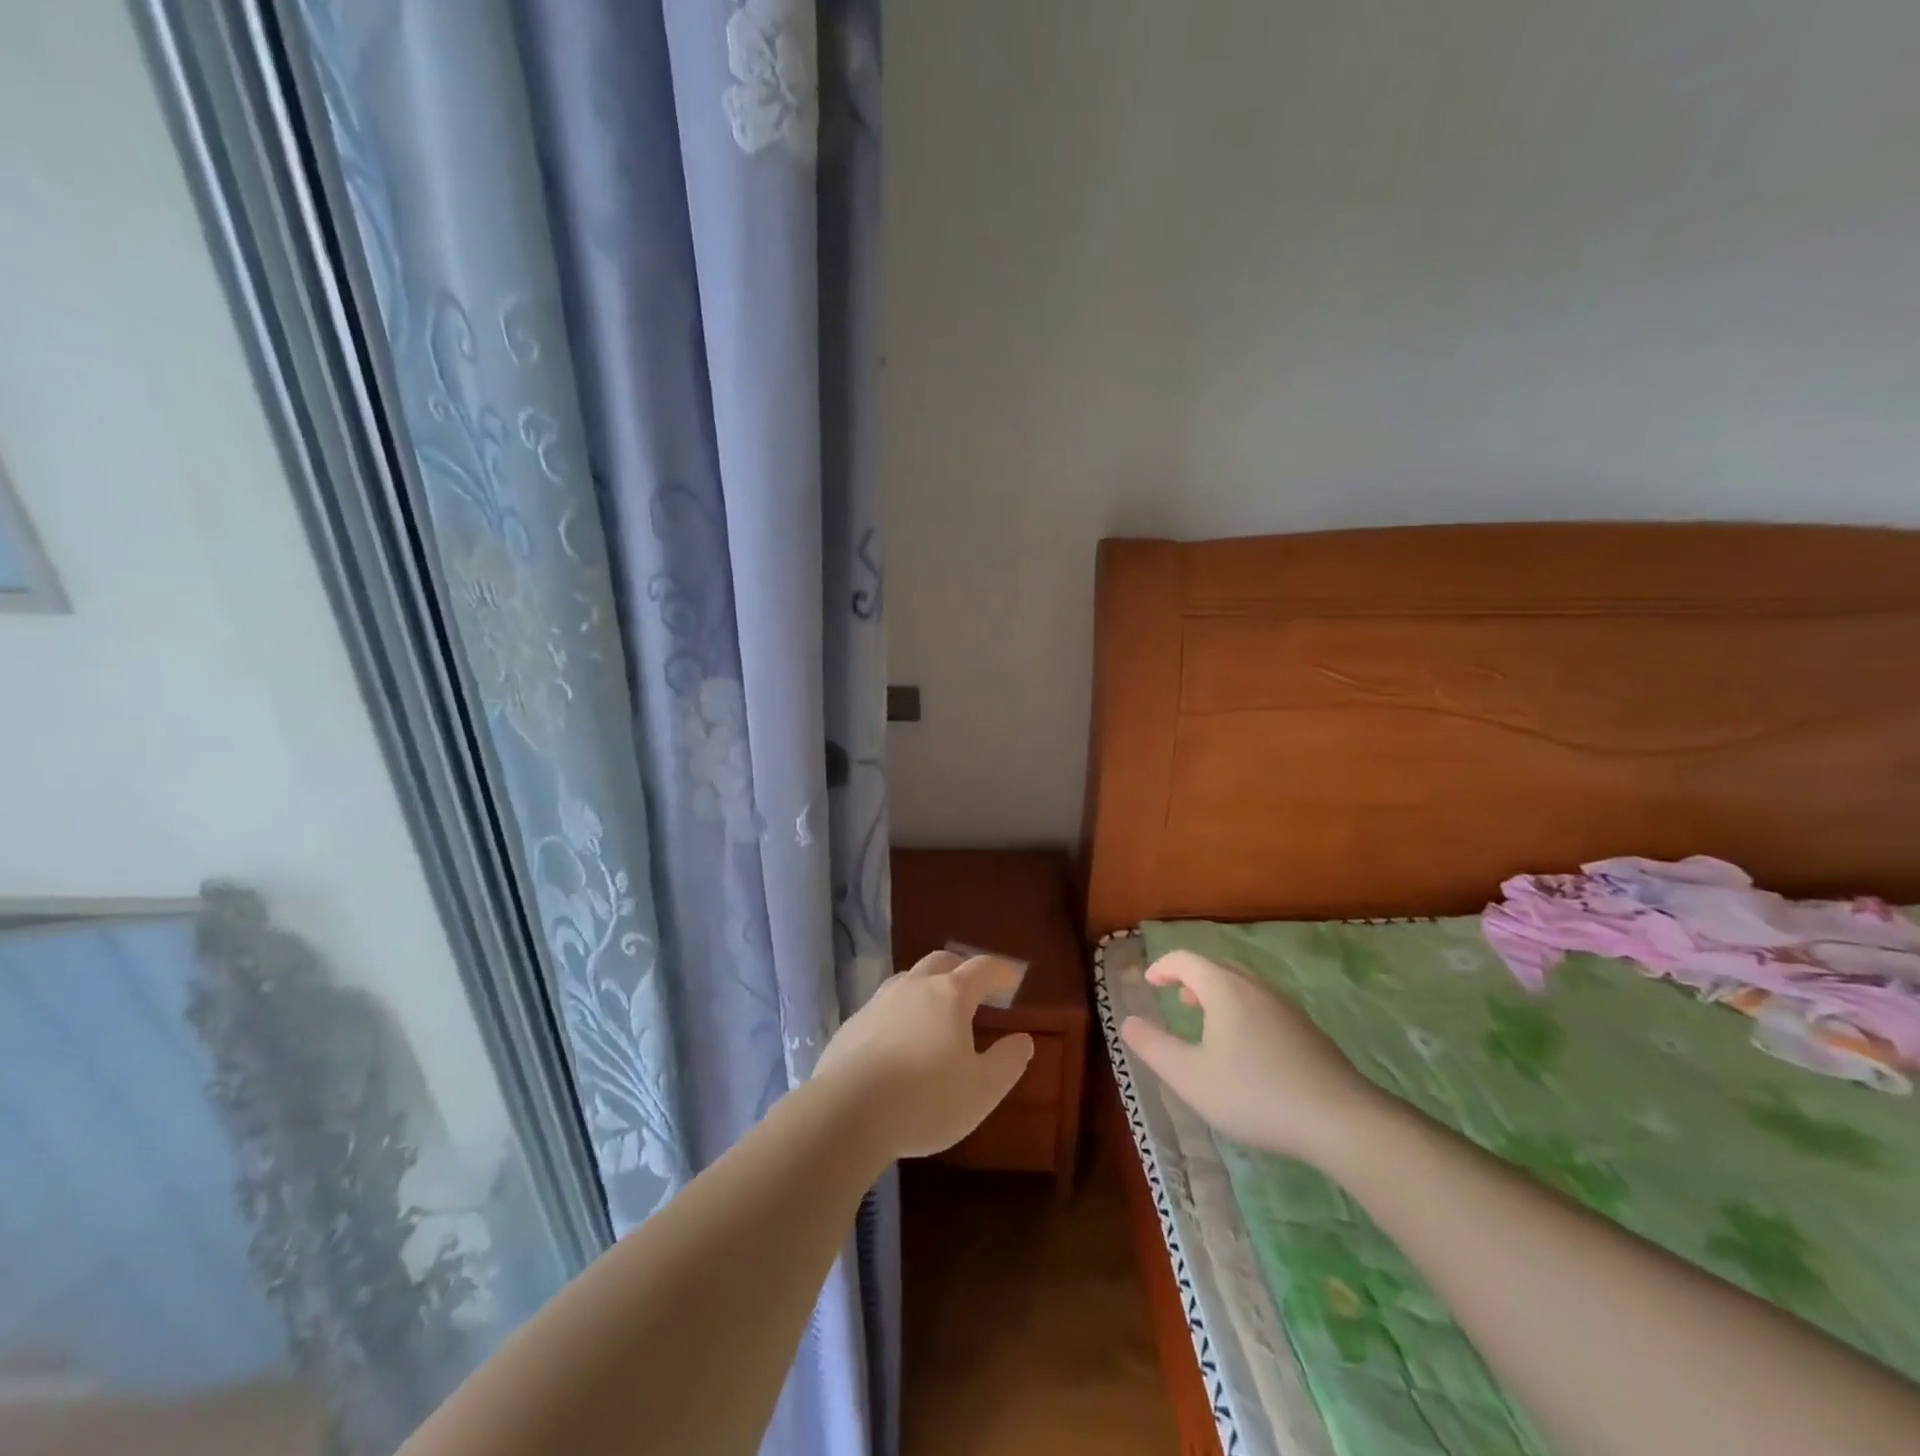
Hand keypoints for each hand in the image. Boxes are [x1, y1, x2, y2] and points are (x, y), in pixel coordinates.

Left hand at [814, 951, 1034, 1160]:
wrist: (847, 1112)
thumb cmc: (926, 1099)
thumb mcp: (982, 1090)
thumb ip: (1007, 1062)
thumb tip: (1023, 1039)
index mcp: (949, 996)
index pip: (982, 968)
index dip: (1000, 970)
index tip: (1012, 978)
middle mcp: (913, 987)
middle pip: (941, 962)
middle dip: (961, 969)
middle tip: (973, 988)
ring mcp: (878, 1002)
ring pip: (907, 980)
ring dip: (926, 988)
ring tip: (934, 1013)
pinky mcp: (852, 1025)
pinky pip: (882, 1008)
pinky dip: (898, 1014)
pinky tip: (897, 1042)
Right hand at [1120, 950, 1380, 1163]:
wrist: (1340, 1120)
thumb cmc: (1254, 1093)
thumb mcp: (1190, 1076)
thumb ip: (1153, 1046)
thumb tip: (1127, 1021)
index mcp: (1224, 989)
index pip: (1187, 960)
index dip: (1163, 966)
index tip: (1150, 982)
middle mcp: (1256, 988)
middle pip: (1218, 968)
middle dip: (1193, 978)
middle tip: (1178, 999)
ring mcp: (1287, 1009)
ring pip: (1245, 988)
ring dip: (1220, 996)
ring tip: (1209, 1024)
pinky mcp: (1309, 1033)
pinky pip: (1265, 1007)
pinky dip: (1244, 1013)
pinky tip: (1248, 1051)